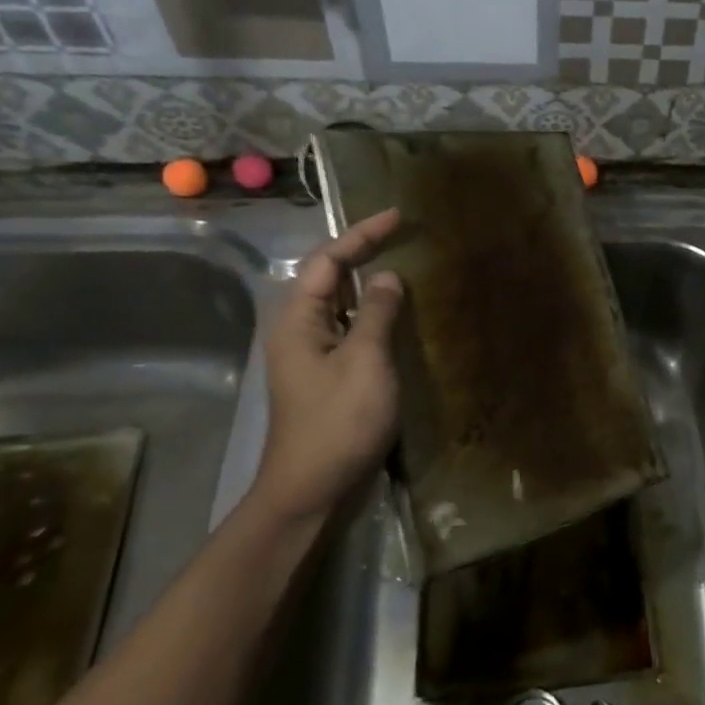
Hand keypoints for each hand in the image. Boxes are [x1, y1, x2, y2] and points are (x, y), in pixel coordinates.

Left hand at [252, 208, 405, 526]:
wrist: (312, 489)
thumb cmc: (338, 422)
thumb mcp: (365, 361)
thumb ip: (377, 313)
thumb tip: (388, 277)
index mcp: (298, 319)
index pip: (327, 260)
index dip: (362, 234)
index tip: (398, 216)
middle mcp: (300, 329)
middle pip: (329, 276)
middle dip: (364, 251)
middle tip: (403, 233)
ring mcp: (313, 353)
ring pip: (341, 303)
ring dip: (370, 282)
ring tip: (405, 262)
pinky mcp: (329, 373)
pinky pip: (351, 327)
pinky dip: (375, 312)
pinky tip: (400, 312)